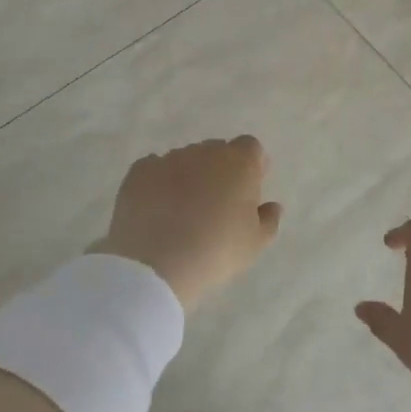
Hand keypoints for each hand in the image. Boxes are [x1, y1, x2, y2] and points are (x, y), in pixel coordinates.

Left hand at [89, 136, 282, 311]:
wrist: (155, 263)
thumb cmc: (216, 251)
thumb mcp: (255, 244)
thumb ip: (268, 220)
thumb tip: (271, 206)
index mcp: (239, 163)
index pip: (251, 148)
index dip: (252, 166)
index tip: (249, 190)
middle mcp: (204, 152)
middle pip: (217, 151)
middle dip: (220, 170)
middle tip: (217, 203)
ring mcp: (169, 159)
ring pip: (185, 159)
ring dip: (189, 176)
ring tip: (183, 210)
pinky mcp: (139, 172)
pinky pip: (155, 169)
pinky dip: (159, 182)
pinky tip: (157, 208)